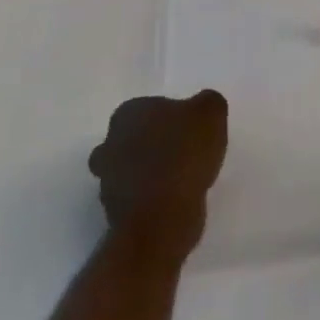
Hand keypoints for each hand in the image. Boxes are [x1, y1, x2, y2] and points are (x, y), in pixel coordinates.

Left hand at [88, 90, 228, 261]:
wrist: (162, 217)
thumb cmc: (184, 153)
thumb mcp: (211, 111)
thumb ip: (207, 102)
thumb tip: (202, 108)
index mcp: (128, 113)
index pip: (149, 106)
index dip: (171, 116)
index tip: (190, 128)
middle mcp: (110, 144)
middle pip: (134, 138)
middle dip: (153, 144)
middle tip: (184, 151)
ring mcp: (108, 181)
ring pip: (132, 169)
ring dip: (151, 172)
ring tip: (184, 177)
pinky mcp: (115, 213)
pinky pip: (138, 196)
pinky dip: (153, 196)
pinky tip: (177, 198)